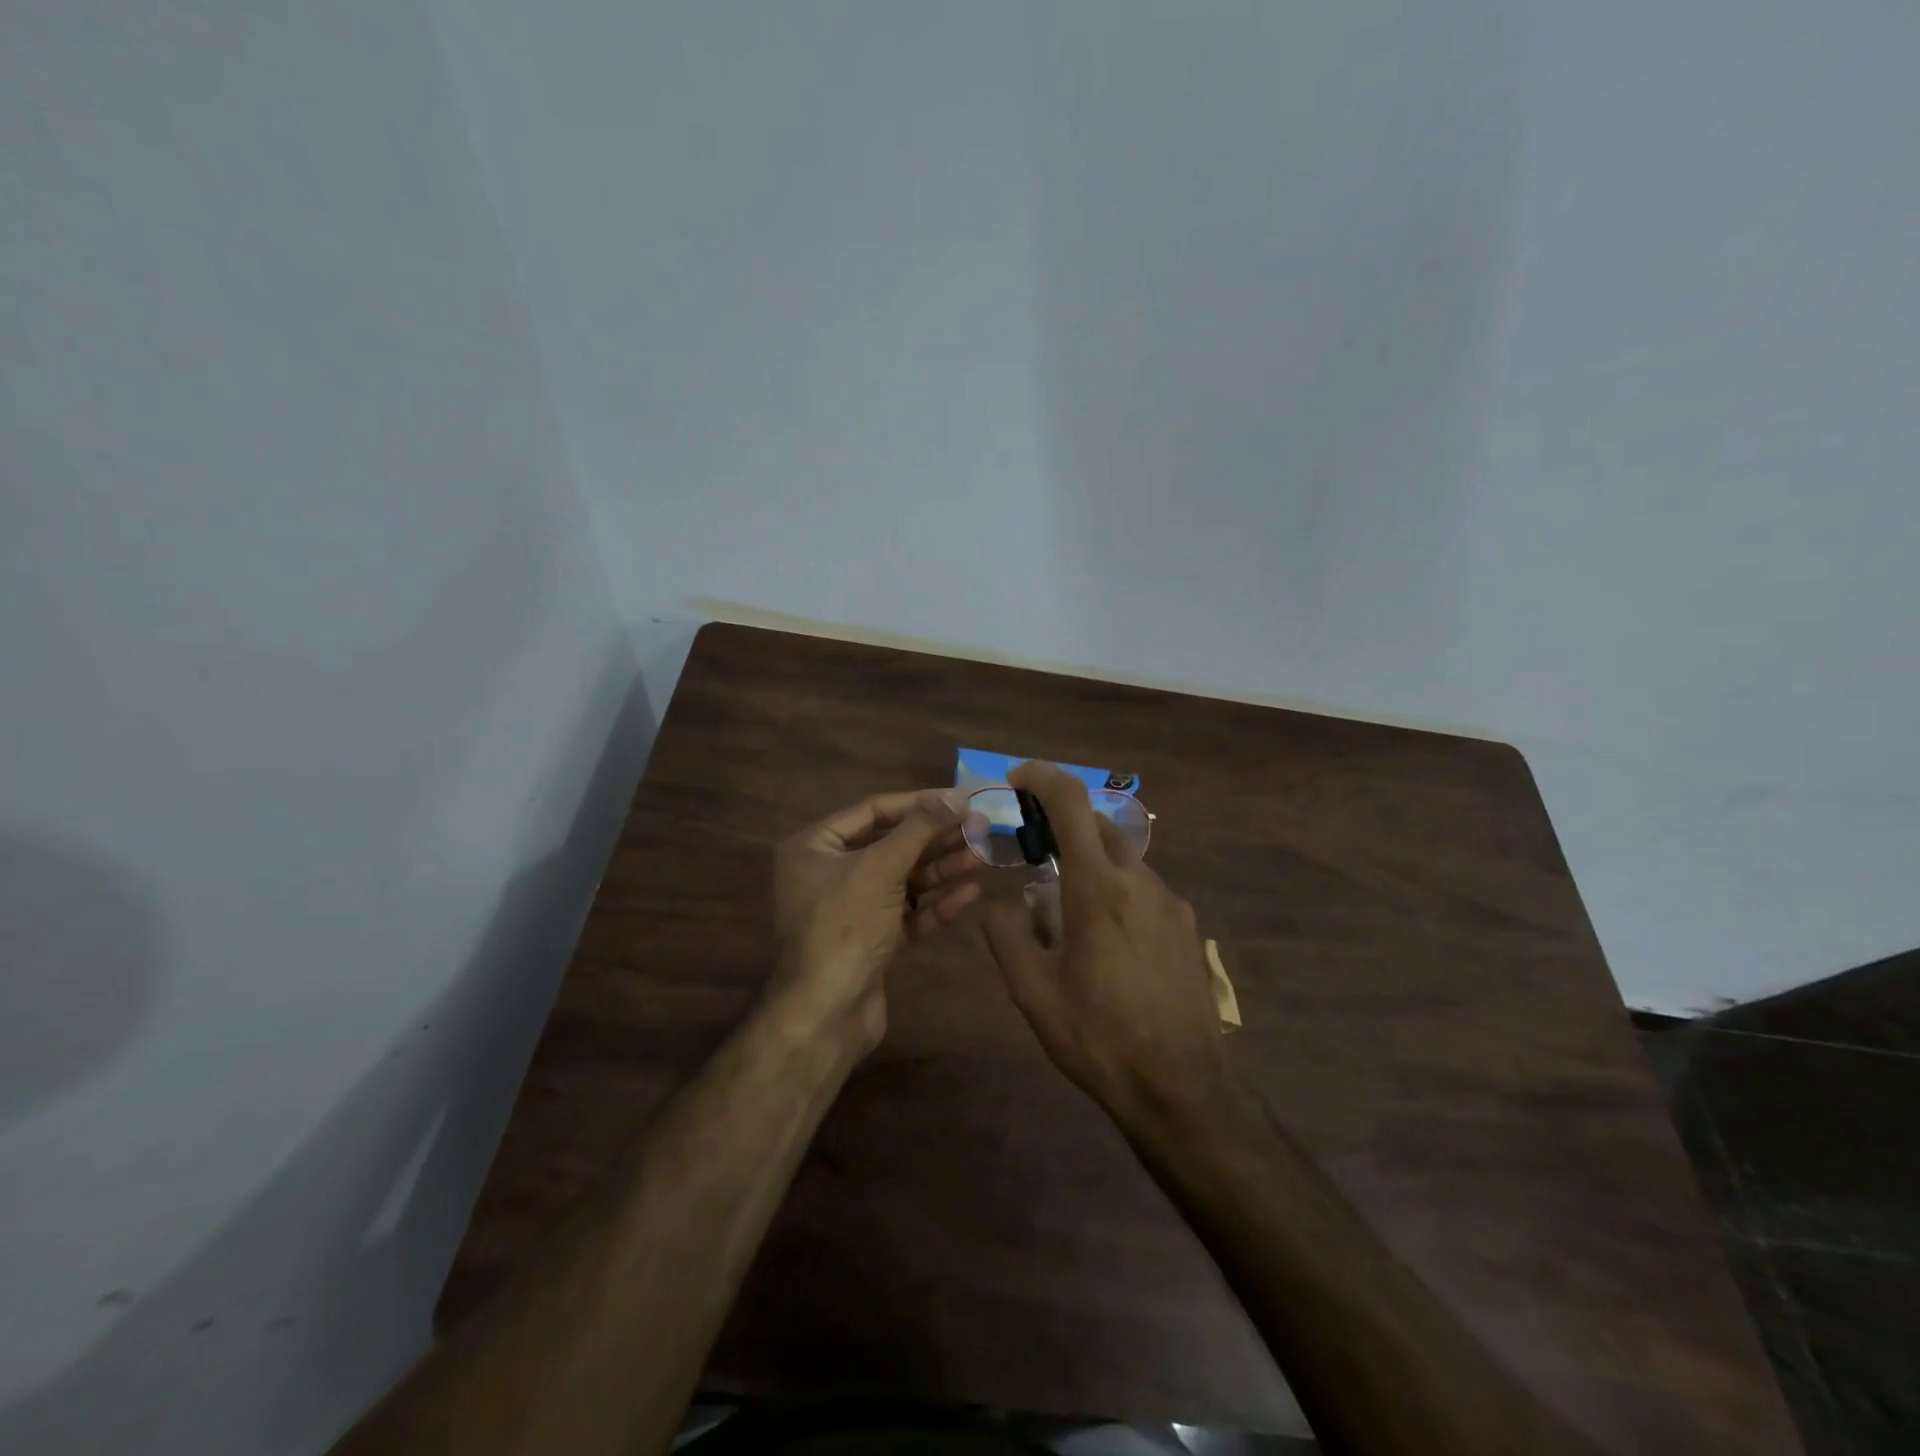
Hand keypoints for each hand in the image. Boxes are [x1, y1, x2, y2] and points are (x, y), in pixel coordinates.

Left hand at [769, 788, 981, 1050]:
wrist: (826, 1012)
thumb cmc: (845, 925)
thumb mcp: (881, 867)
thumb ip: (920, 828)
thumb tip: (956, 796)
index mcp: (814, 846)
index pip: (873, 811)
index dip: (919, 802)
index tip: (961, 798)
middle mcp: (828, 873)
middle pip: (891, 845)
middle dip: (935, 838)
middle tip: (980, 827)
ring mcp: (850, 909)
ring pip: (902, 880)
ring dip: (942, 869)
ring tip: (983, 856)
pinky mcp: (870, 940)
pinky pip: (906, 912)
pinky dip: (935, 903)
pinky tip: (971, 893)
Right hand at [983, 762, 1226, 1123]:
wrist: (1182, 1088)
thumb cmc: (1099, 1037)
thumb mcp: (1033, 993)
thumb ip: (1007, 936)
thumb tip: (1000, 904)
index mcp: (1098, 889)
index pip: (1072, 804)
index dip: (1043, 777)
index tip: (1018, 777)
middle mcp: (1140, 882)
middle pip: (1099, 826)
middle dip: (1063, 825)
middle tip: (1033, 852)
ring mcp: (1171, 903)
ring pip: (1123, 860)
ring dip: (1090, 864)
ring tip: (1065, 914)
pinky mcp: (1188, 927)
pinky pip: (1144, 890)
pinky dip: (1116, 892)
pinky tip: (1107, 942)